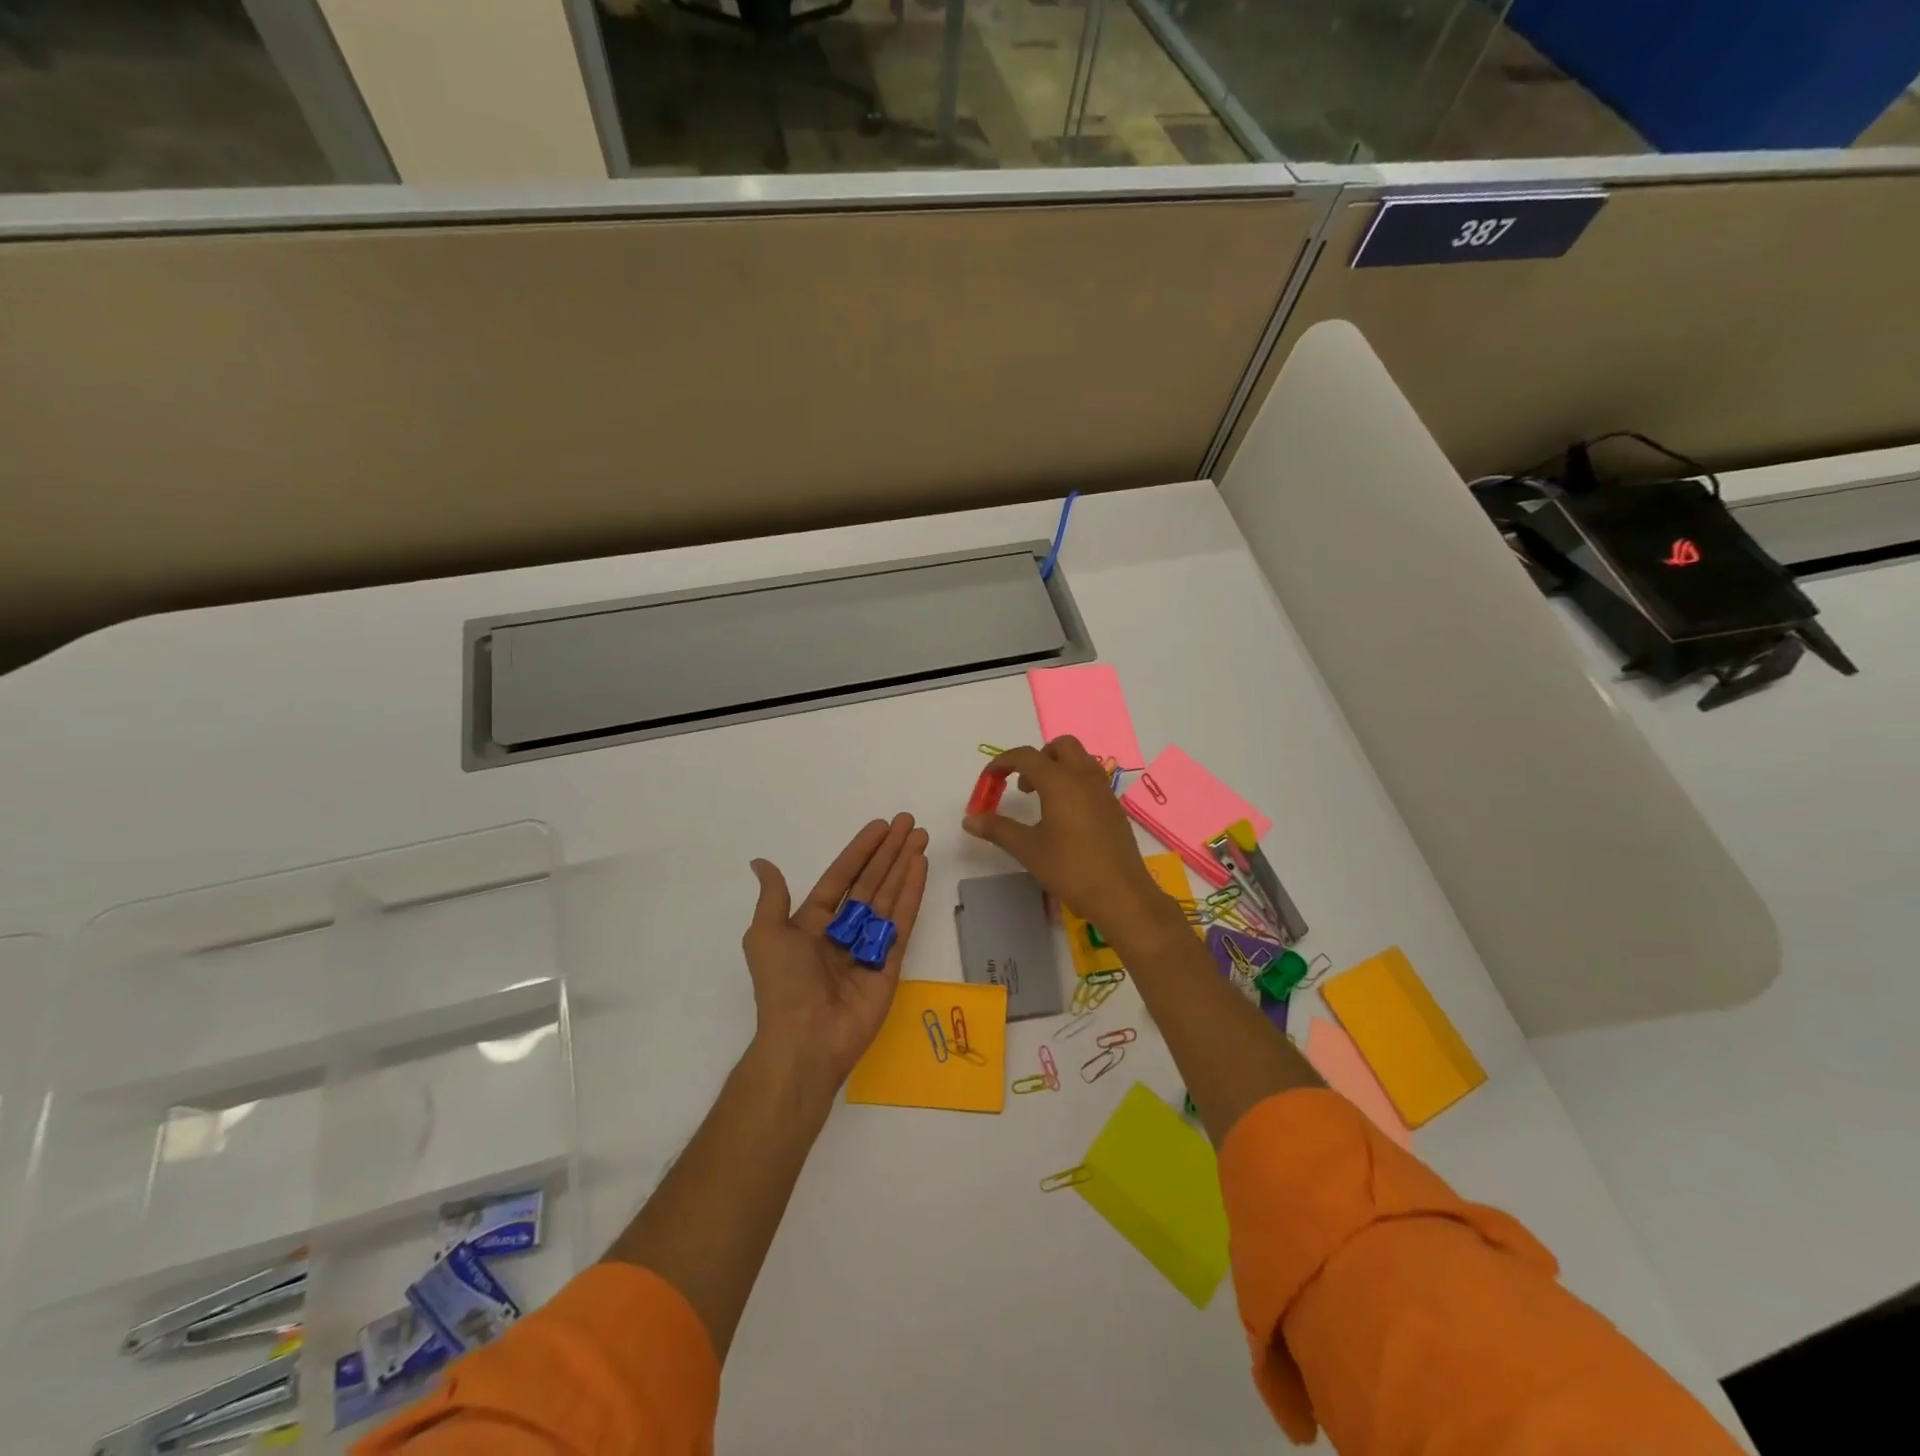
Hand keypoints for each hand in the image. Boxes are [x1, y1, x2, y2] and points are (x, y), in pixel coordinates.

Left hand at [742, 814, 929, 1090]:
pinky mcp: (890, 963)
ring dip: (905, 864)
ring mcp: (869, 945)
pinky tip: (921, 867)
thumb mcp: (766, 935)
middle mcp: (843, 930)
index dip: (860, 851)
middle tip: (909, 822)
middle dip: (889, 851)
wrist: (805, 1040)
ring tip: (921, 836)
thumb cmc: (783, 985)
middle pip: (871, 880)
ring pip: (890, 895)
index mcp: (813, 923)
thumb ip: (773, 897)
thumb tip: (760, 863)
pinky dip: (912, 892)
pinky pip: (902, 920)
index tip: (880, 826)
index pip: (842, 876)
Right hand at [963, 737, 1179, 940]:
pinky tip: (1066, 818)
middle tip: (1023, 786)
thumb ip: (998, 829)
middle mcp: (1084, 778)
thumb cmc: (1070, 869)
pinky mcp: (1115, 808)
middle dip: (1037, 757)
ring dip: (1058, 768)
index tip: (989, 780)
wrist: (1121, 895)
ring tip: (1043, 800)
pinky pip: (1092, 780)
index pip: (1026, 756)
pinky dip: (1074, 784)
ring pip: (1080, 760)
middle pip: (1060, 746)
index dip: (1003, 762)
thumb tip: (969, 819)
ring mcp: (1104, 792)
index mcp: (1060, 781)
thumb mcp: (1028, 849)